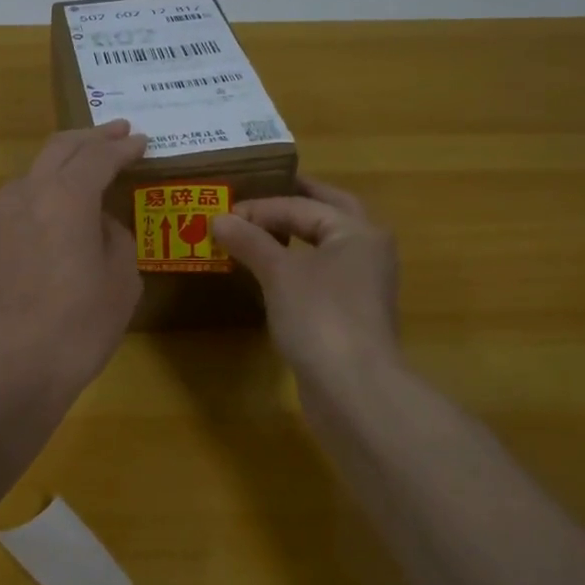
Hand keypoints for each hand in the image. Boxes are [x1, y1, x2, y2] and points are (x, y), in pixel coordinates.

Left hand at [0, 120, 146, 402]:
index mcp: (66, 197)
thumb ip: (115, 237)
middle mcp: (23, 195)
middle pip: (57, 150)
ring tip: (75, 185)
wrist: (5, 370)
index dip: (122, 147)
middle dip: (90, 138)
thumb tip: (99, 224)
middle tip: (113, 134)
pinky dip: (29, 211)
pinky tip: (37, 234)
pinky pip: (5, 215)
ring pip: (27, 180)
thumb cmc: (77, 327)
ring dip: (55, 174)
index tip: (140, 141)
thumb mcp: (122, 282)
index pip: (98, 156)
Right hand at [211, 177, 400, 382]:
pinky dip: (295, 265)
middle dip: (293, 203)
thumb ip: (250, 241)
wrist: (353, 389)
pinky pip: (319, 275)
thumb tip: (218, 219)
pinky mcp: (349, 314)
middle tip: (258, 195)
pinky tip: (269, 273)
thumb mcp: (279, 273)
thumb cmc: (320, 317)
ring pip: (324, 246)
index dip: (260, 206)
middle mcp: (366, 251)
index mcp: (357, 231)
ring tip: (257, 232)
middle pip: (327, 214)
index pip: (302, 205)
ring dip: (293, 235)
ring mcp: (361, 285)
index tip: (222, 214)